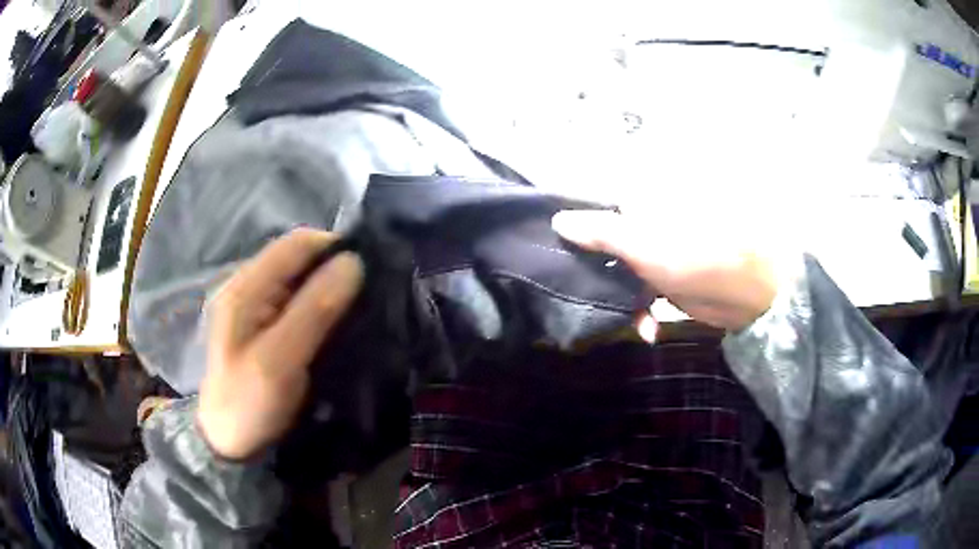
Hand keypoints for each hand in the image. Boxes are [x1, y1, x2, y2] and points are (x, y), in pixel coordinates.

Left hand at [197, 229, 363, 460]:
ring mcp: (256, 307)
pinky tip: (339, 326)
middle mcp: (249, 287)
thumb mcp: (279, 361)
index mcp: (245, 287)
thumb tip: (355, 263)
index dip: (335, 249)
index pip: (297, 244)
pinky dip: (322, 309)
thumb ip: (314, 310)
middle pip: (299, 260)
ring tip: (362, 312)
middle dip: (336, 270)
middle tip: (370, 298)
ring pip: (302, 281)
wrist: (230, 444)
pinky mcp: (265, 326)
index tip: (371, 275)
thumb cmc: (249, 404)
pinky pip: (299, 304)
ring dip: (332, 291)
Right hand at [552, 210, 778, 335]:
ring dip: (612, 294)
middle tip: (568, 288)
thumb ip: (600, 232)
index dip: (572, 223)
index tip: (549, 244)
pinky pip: (638, 291)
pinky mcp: (665, 278)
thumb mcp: (642, 243)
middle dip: (588, 267)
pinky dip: (639, 309)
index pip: (594, 205)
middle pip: (602, 239)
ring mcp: (656, 251)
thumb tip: (557, 219)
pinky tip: (645, 327)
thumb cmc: (696, 257)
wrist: (748, 293)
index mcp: (640, 201)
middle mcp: (645, 221)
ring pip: (617, 269)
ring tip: (611, 317)